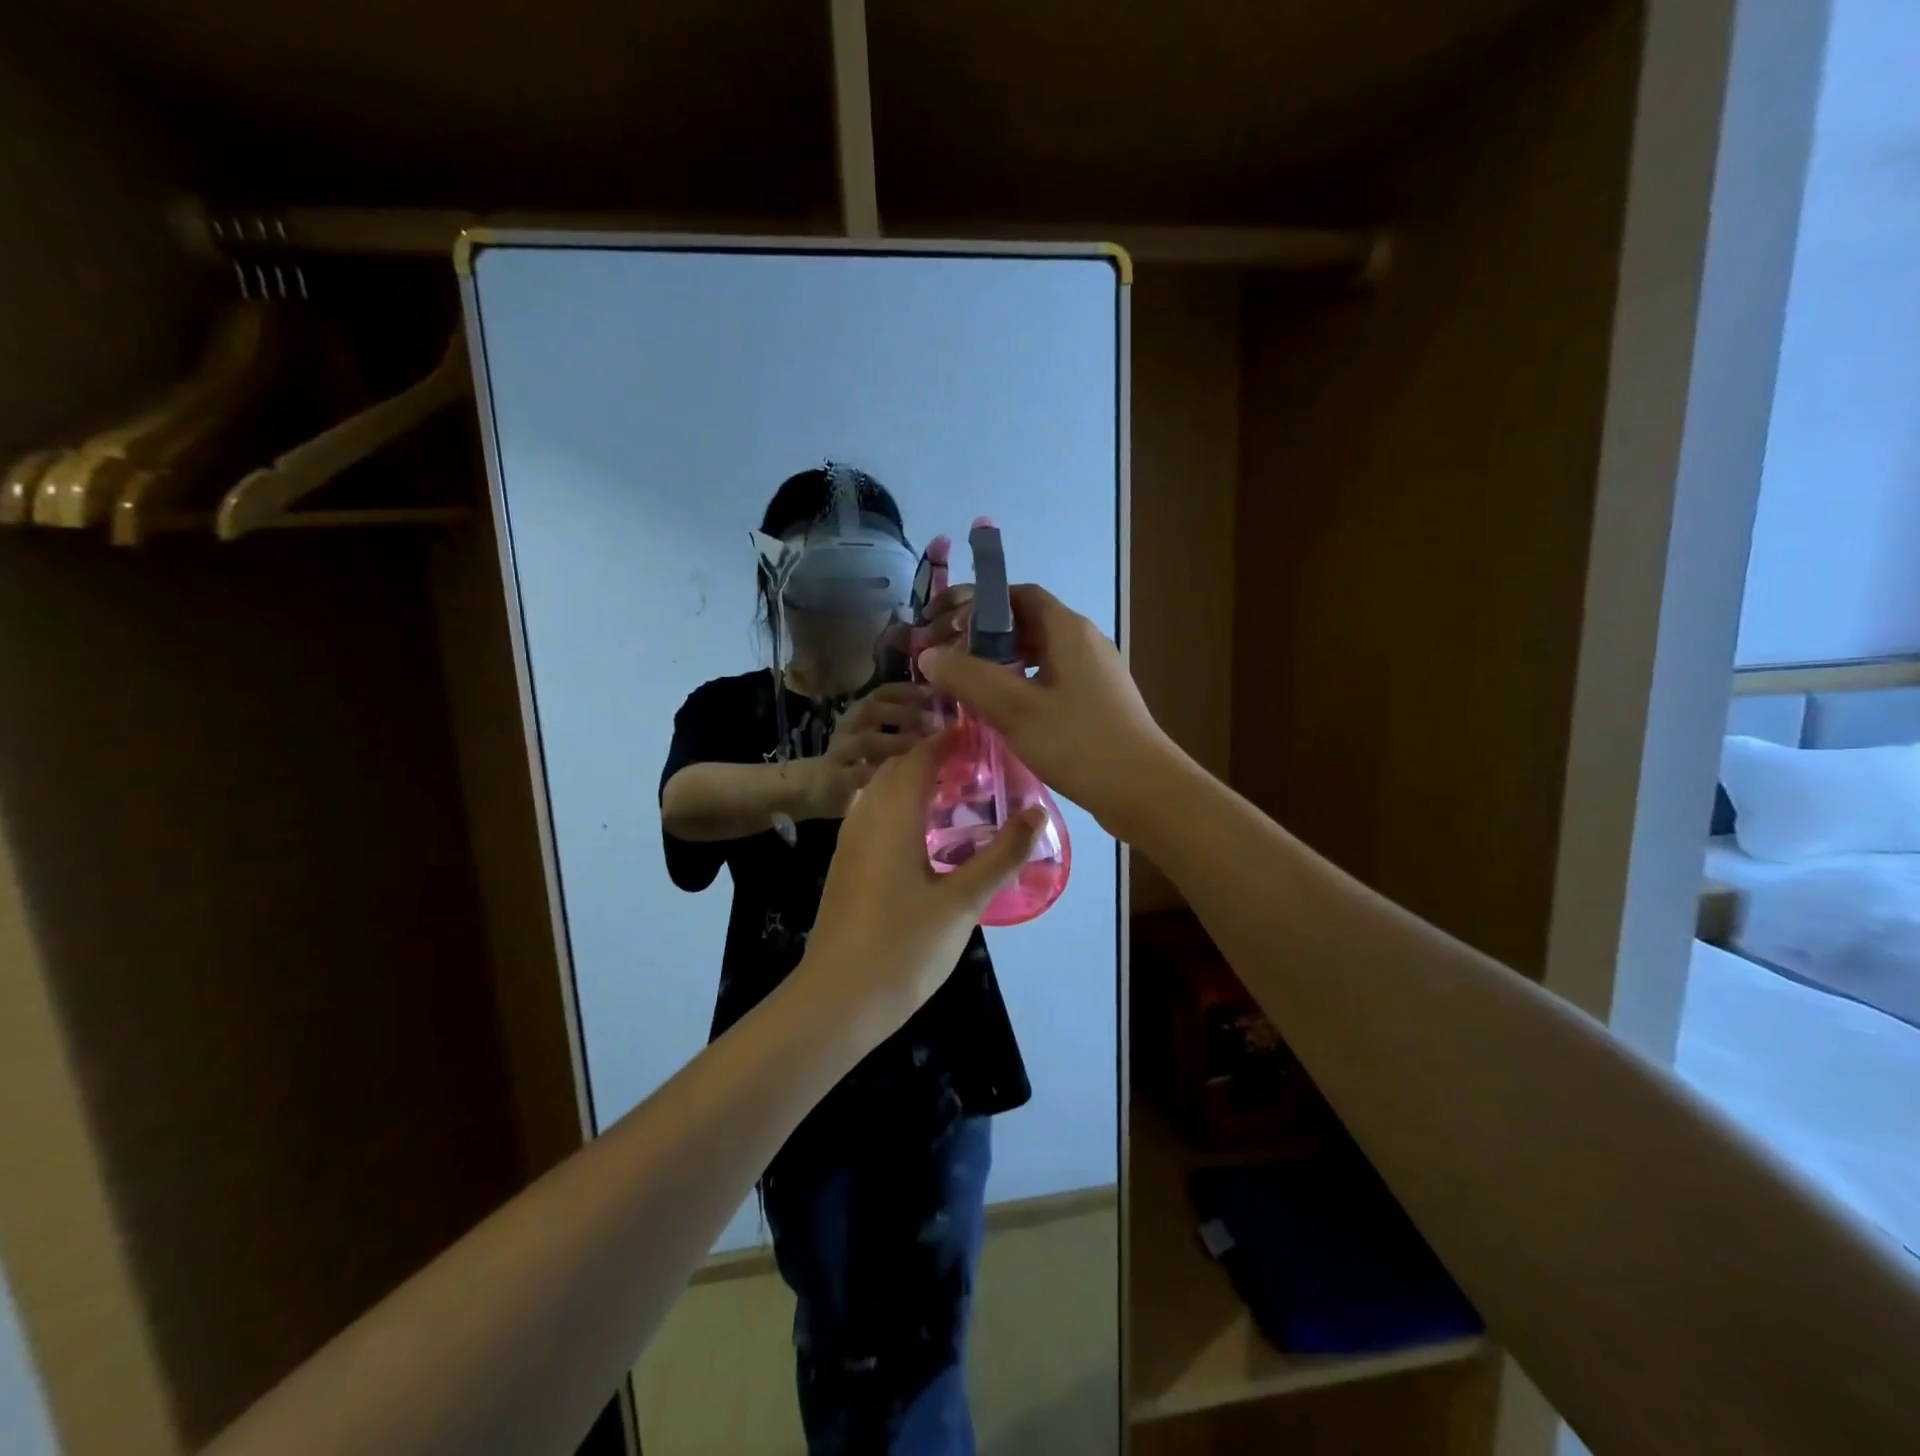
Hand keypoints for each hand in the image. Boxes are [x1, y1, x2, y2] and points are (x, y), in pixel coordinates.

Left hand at [795, 734, 1041, 1032]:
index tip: (983, 734)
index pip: (920, 757)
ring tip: (954, 792)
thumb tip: (1037, 813)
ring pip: (880, 791)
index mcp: (893, 816)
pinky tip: (922, 833)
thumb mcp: (962, 903)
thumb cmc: (903, 948)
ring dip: (913, 780)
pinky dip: (898, 805)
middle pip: (897, 768)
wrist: (836, 1000)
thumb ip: (1001, 856)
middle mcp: (866, 818)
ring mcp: (849, 842)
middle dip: (933, 757)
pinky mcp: (845, 865)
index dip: (949, 739)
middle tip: (977, 765)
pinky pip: (872, 814)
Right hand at [798, 684, 933, 819]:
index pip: (884, 692)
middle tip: (933, 722)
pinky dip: (880, 774)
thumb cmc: (855, 763)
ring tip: (920, 748)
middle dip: (904, 712)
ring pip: (866, 741)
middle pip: (872, 708)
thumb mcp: (880, 742)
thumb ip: (907, 731)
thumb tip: (948, 726)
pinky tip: (901, 778)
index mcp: (861, 714)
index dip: (909, 690)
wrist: (810, 789)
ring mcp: (840, 752)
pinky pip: (858, 774)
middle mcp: (849, 727)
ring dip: (896, 742)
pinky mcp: (835, 778)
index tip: (935, 693)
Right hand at [918, 584, 1177, 835]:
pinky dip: (1020, 686)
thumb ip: (969, 678)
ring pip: (1038, 655)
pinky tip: (1000, 714)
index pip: (1018, 595)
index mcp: (1068, 630)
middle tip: (947, 657)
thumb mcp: (1016, 709)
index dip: (979, 602)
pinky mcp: (1096, 703)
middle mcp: (1084, 642)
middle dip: (984, 635)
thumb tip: (928, 655)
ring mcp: (1094, 674)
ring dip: (1001, 663)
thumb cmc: (1080, 743)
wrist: (1145, 791)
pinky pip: (1050, 681)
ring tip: (965, 685)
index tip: (944, 623)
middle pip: (1027, 623)